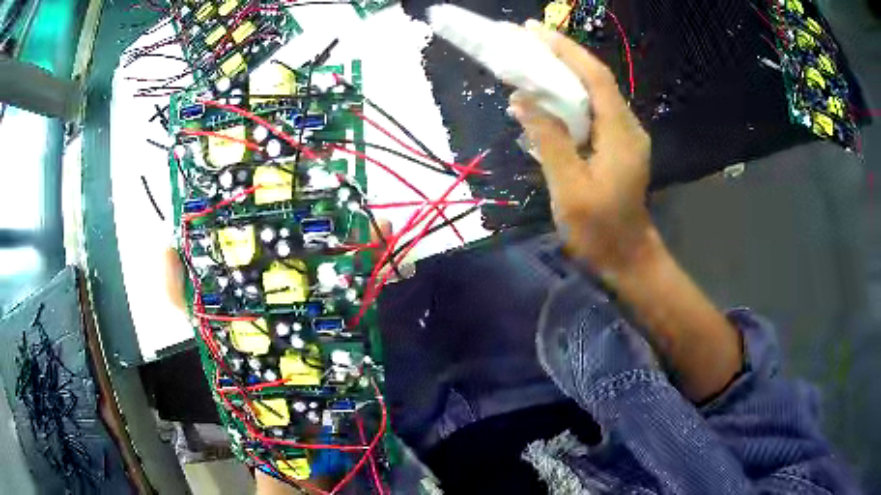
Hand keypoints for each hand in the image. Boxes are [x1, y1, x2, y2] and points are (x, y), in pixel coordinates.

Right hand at [508, 20, 653, 274]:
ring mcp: (624, 136)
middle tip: (526, 39)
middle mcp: (627, 127)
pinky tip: (546, 96)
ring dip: (564, 74)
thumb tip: (523, 101)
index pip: (595, 78)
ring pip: (594, 94)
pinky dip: (568, 98)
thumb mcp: (569, 188)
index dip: (567, 51)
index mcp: (620, 134)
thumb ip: (548, 141)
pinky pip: (592, 111)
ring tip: (531, 59)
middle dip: (562, 55)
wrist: (627, 257)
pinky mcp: (616, 146)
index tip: (535, 31)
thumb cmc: (600, 230)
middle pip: (595, 80)